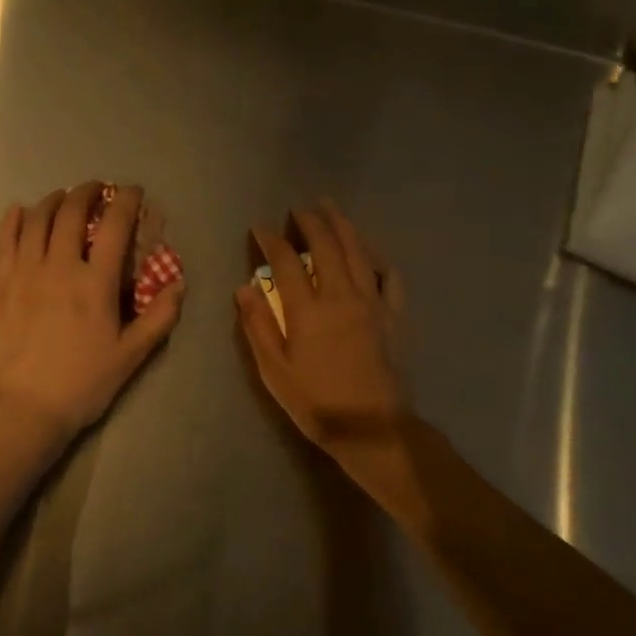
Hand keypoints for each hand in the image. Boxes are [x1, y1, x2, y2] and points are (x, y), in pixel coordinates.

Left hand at [0, 182, 183, 446]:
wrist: (26, 407)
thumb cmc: (84, 383)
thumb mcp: (132, 355)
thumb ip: (159, 317)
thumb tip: (178, 284)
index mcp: (95, 283)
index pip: (114, 226)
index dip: (126, 201)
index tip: (132, 192)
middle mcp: (59, 267)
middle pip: (70, 212)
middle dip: (86, 192)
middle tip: (96, 189)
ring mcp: (25, 273)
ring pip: (37, 220)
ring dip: (52, 200)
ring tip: (62, 197)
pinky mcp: (1, 285)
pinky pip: (5, 240)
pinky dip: (14, 219)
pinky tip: (20, 211)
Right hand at [235, 200, 408, 479]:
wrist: (371, 427)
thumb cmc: (315, 402)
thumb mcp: (274, 370)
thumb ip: (257, 325)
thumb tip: (243, 287)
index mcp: (308, 309)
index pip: (285, 261)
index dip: (271, 239)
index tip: (260, 227)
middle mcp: (341, 296)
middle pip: (326, 245)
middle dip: (310, 221)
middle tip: (298, 208)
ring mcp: (371, 303)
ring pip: (357, 251)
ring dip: (342, 225)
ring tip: (330, 208)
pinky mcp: (392, 315)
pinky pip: (388, 275)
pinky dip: (377, 256)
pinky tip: (369, 249)